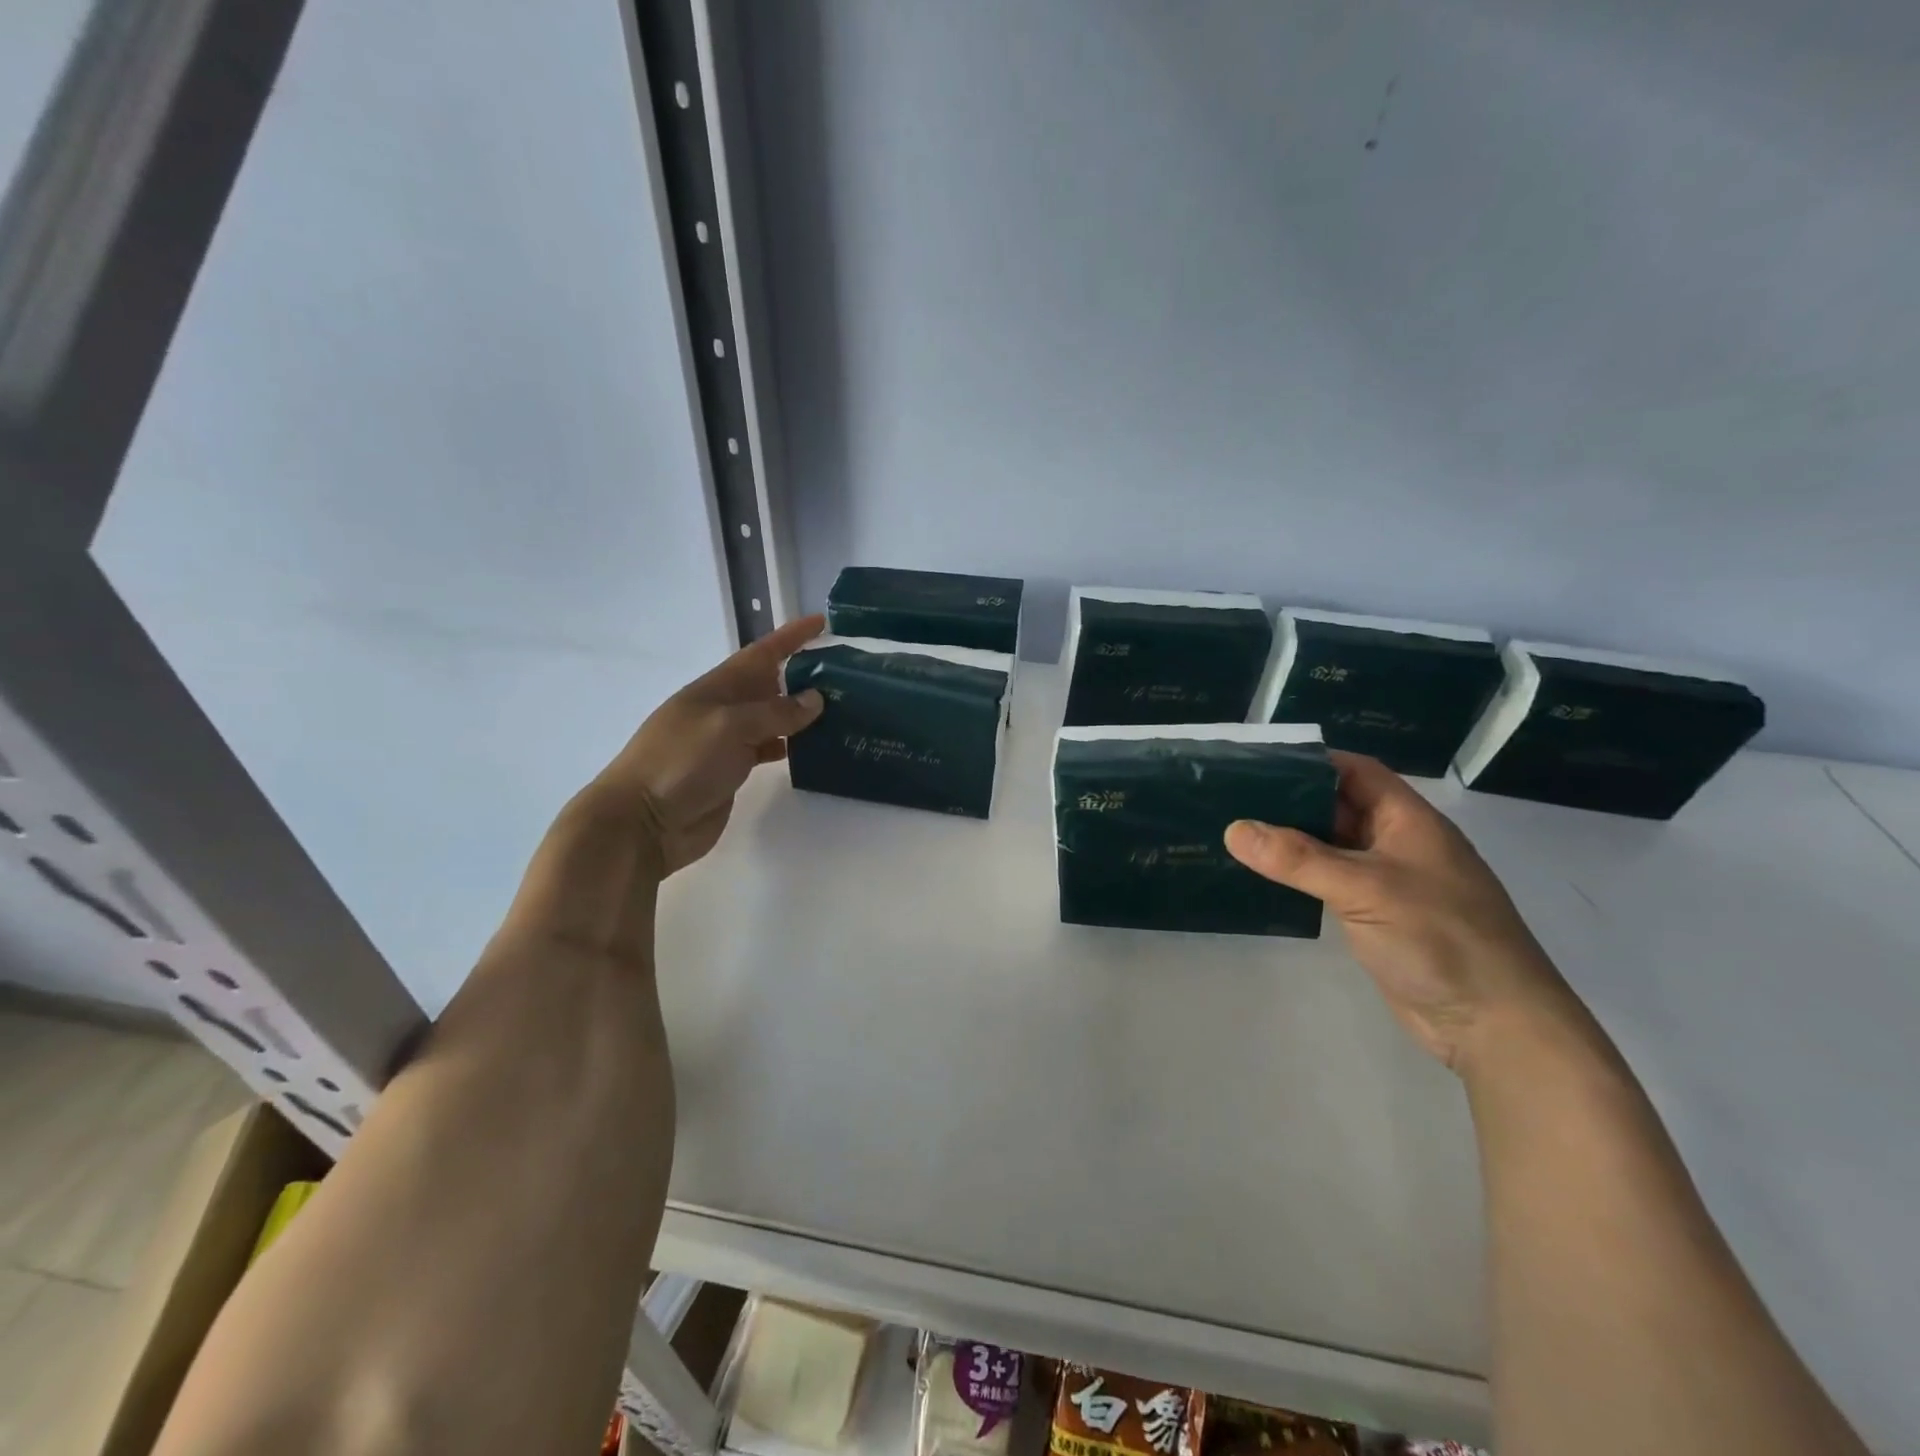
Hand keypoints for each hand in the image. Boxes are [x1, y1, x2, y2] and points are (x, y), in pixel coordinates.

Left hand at [581, 615, 825, 875]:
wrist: (642, 823)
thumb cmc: (680, 763)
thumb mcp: (728, 727)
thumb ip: (774, 713)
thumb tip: (815, 700)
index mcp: (716, 688)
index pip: (761, 654)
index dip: (791, 637)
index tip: (822, 622)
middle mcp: (723, 709)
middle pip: (769, 684)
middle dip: (802, 673)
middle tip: (844, 672)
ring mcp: (726, 742)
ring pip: (772, 718)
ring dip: (801, 711)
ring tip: (840, 709)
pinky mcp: (731, 771)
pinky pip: (768, 748)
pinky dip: (790, 744)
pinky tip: (812, 747)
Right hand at [1224, 752, 1585, 1074]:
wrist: (1494, 1025)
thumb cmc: (1439, 939)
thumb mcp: (1366, 889)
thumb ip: (1298, 858)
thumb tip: (1233, 829)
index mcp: (1409, 821)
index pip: (1357, 772)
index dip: (1312, 761)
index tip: (1258, 761)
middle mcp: (1399, 844)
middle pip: (1339, 806)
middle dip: (1291, 798)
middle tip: (1232, 795)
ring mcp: (1388, 882)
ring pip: (1331, 845)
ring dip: (1291, 839)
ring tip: (1235, 830)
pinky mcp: (1376, 916)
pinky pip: (1330, 881)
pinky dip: (1299, 874)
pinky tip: (1263, 875)